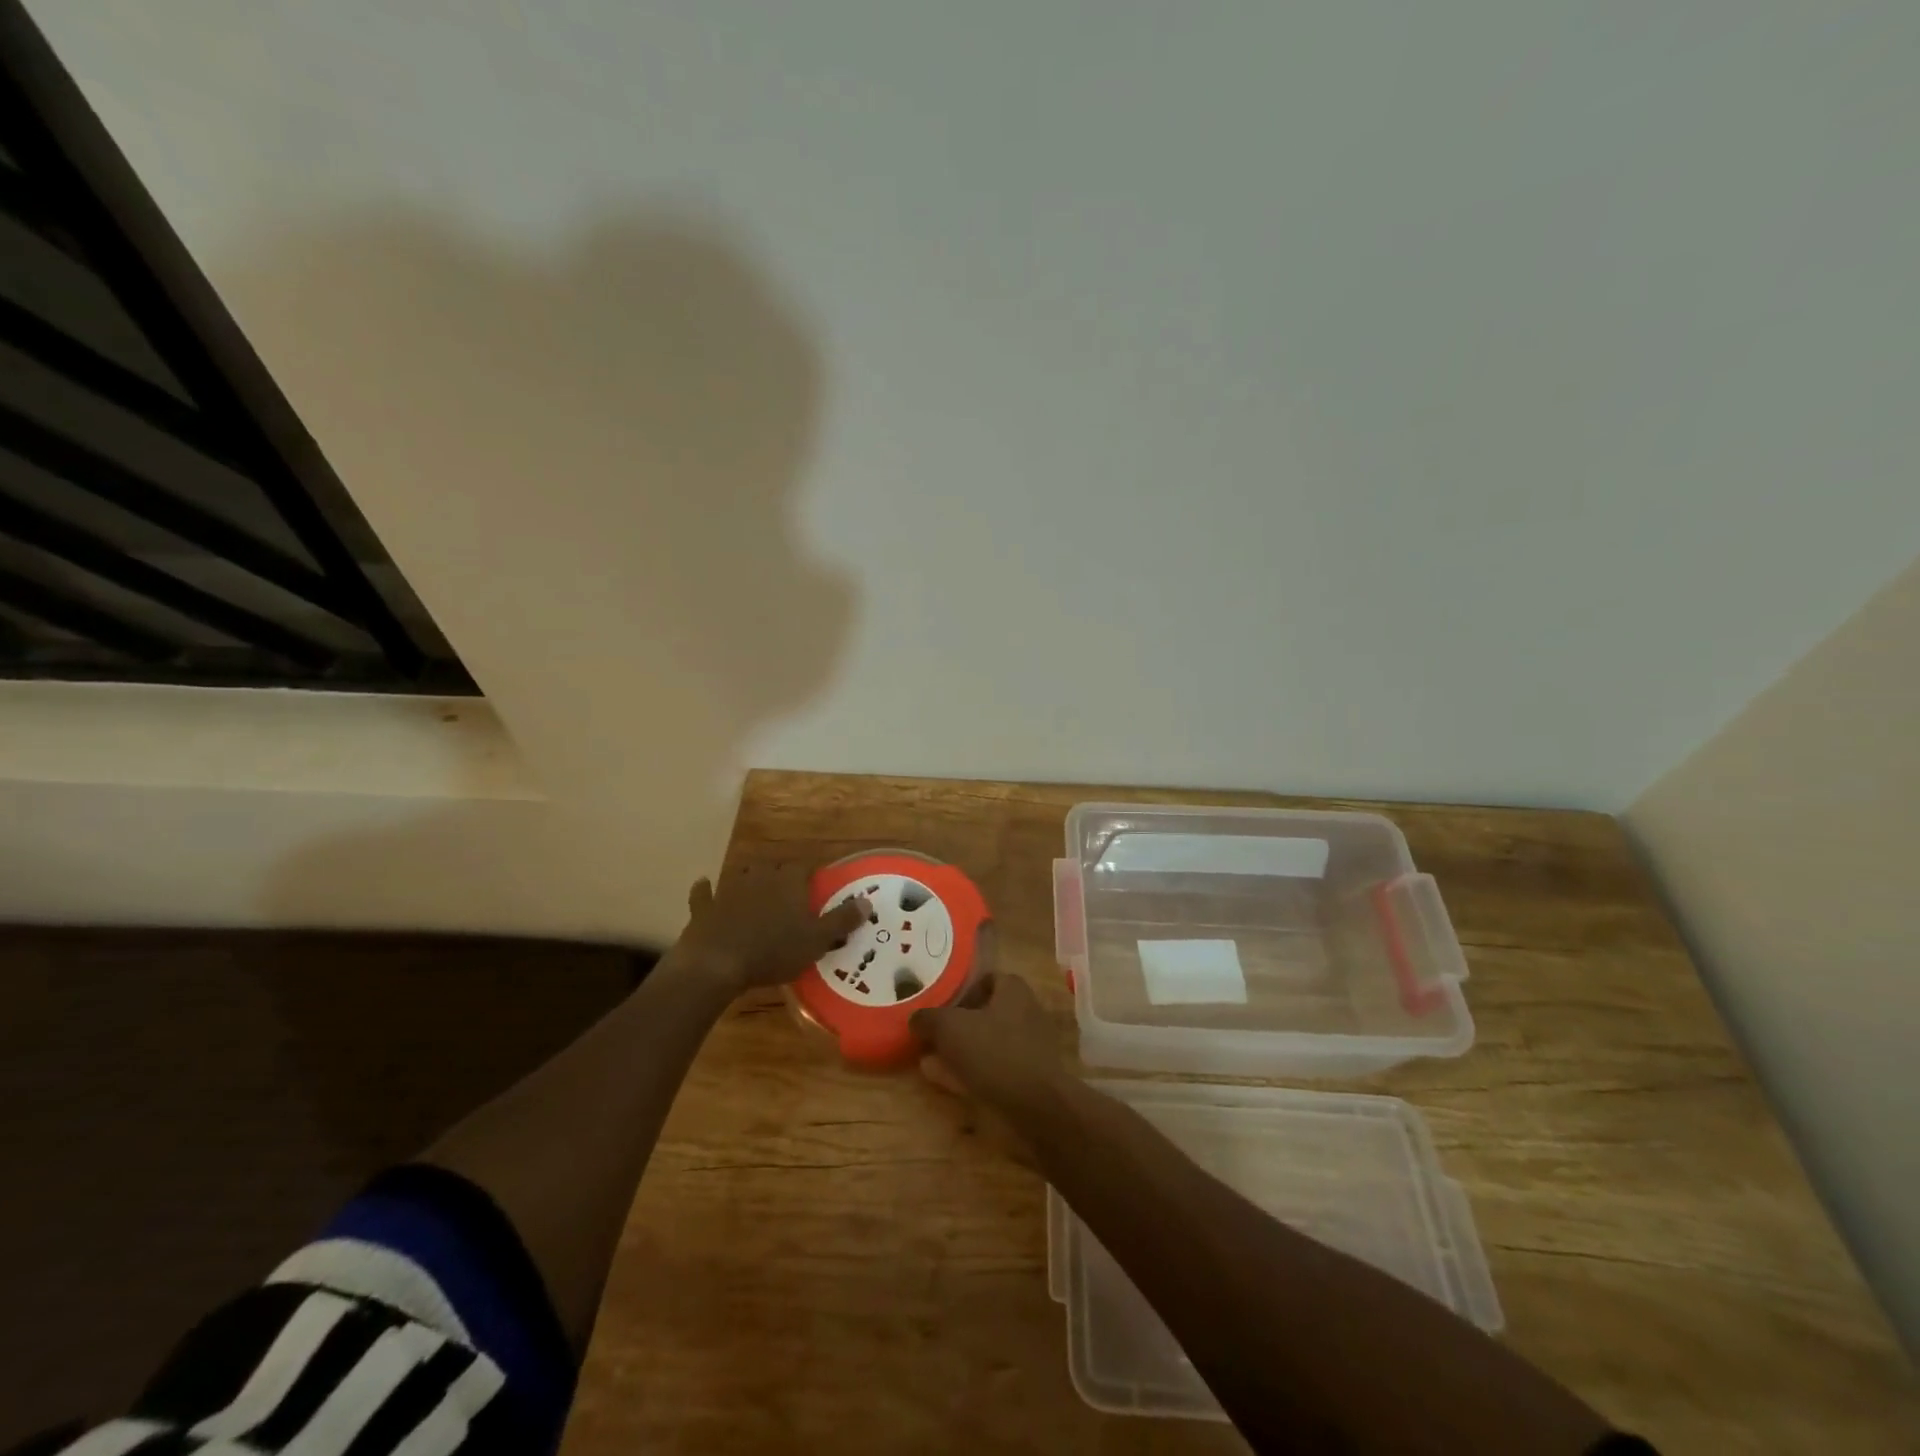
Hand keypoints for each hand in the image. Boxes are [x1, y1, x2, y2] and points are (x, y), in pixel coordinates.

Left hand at [675, 865, 869, 994]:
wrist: (717, 963)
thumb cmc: (773, 950)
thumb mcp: (816, 939)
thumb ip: (842, 920)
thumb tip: (867, 901)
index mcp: (788, 881)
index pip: (803, 867)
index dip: (811, 875)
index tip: (816, 885)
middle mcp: (759, 877)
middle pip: (772, 867)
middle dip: (780, 876)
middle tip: (788, 893)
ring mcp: (728, 889)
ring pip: (741, 874)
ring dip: (748, 879)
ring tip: (756, 890)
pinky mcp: (705, 907)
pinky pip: (705, 893)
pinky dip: (706, 890)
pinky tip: (705, 887)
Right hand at [909, 971, 1066, 1114]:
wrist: (1037, 1106)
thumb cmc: (994, 1052)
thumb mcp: (949, 1028)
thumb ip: (928, 1019)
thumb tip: (916, 1019)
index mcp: (1013, 990)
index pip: (985, 980)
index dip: (961, 993)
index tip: (940, 1010)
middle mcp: (1026, 1013)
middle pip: (985, 1014)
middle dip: (956, 1027)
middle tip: (931, 1040)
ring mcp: (1030, 1047)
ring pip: (987, 1044)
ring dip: (960, 1053)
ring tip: (931, 1064)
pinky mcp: (1029, 1078)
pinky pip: (995, 1069)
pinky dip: (972, 1073)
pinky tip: (949, 1084)